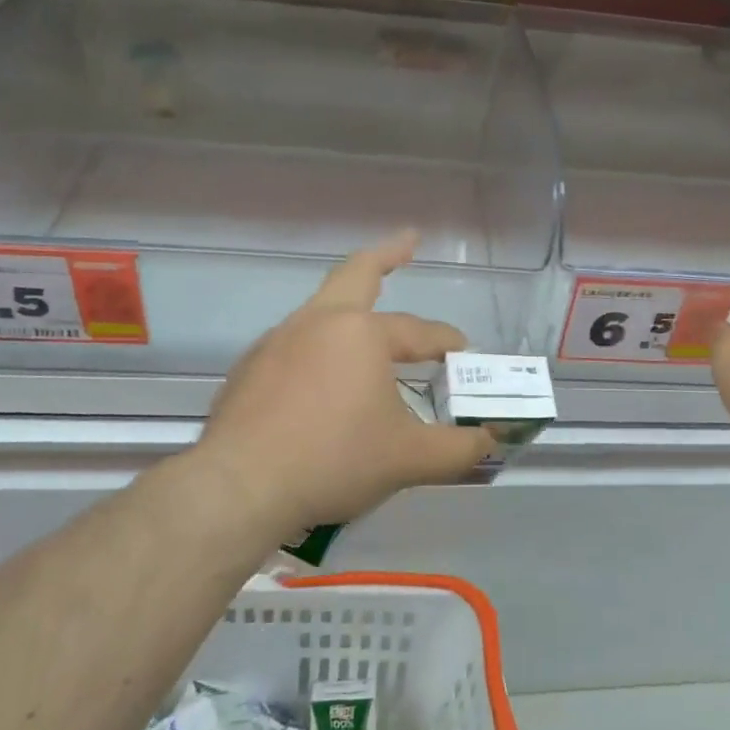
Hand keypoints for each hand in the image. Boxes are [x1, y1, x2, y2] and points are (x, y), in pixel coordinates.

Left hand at [194, 231, 497, 538]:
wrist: (240, 488)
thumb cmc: (334, 461)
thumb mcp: (409, 459)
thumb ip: (459, 448)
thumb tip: (488, 440)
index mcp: (361, 334)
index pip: (419, 331)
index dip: (448, 342)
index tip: (465, 355)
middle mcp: (317, 323)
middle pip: (357, 273)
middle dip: (387, 254)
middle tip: (409, 241)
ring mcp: (277, 342)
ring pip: (322, 310)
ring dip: (350, 306)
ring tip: (369, 328)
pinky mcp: (249, 369)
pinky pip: (295, 344)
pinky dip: (319, 346)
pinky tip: (323, 379)